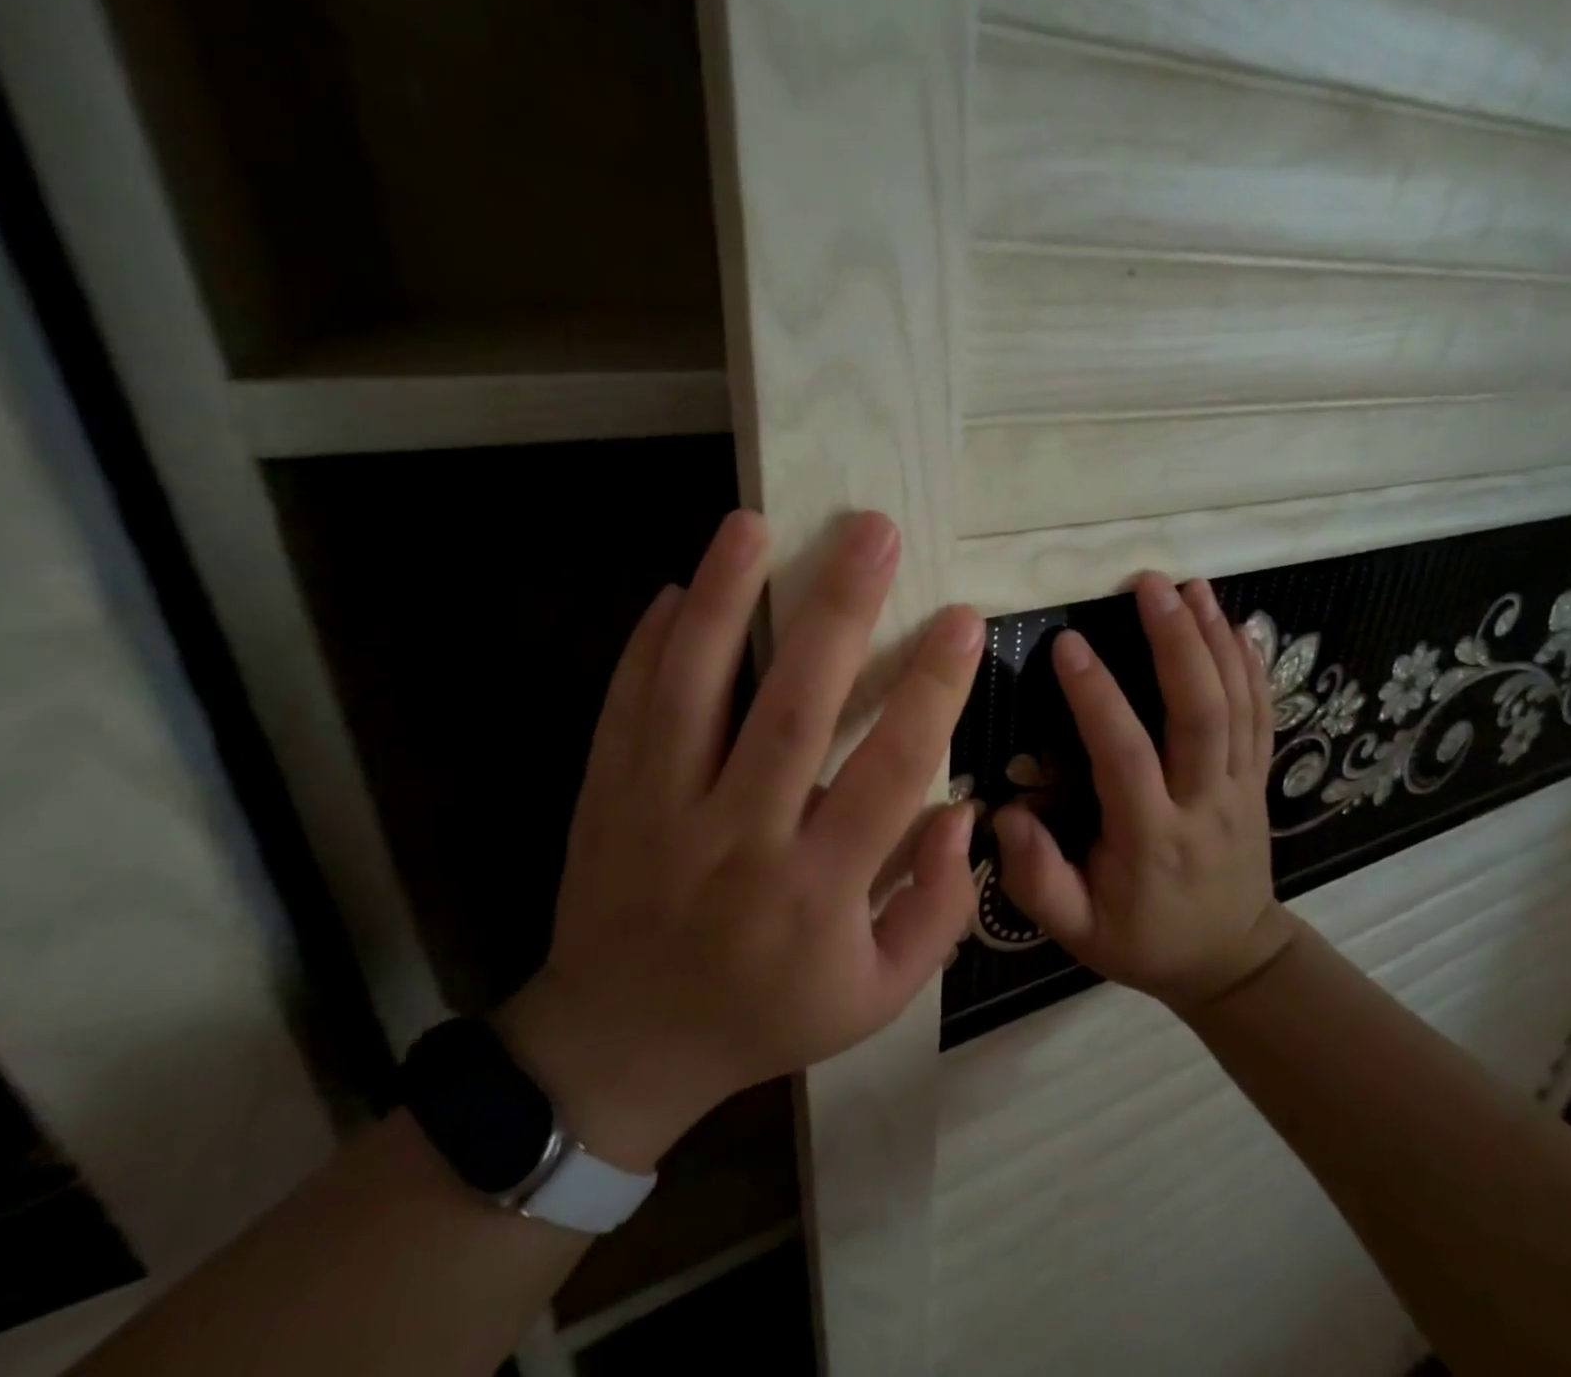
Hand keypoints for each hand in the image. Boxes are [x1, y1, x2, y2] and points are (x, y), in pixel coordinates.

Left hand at [499, 510, 983, 1170]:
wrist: (623, 1046)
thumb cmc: (765, 1016)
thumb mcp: (875, 998)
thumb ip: (935, 910)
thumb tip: (963, 811)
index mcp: (816, 889)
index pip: (890, 771)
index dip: (932, 689)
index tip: (962, 620)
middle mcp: (739, 838)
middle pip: (793, 708)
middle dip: (839, 611)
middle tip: (874, 532)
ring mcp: (660, 812)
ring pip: (693, 689)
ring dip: (727, 599)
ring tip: (754, 524)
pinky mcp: (607, 798)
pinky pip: (627, 707)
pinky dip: (650, 643)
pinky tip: (682, 588)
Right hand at [995, 574, 1295, 1011]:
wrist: (1231, 960)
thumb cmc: (1143, 940)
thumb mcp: (1077, 931)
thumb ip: (1037, 879)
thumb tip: (1006, 814)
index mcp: (1151, 837)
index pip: (1125, 755)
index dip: (1097, 696)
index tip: (1068, 643)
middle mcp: (1204, 803)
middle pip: (1200, 713)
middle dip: (1176, 642)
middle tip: (1149, 586)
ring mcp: (1241, 788)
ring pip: (1238, 704)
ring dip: (1215, 639)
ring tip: (1191, 586)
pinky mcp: (1259, 780)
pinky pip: (1263, 716)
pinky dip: (1252, 666)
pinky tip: (1237, 625)